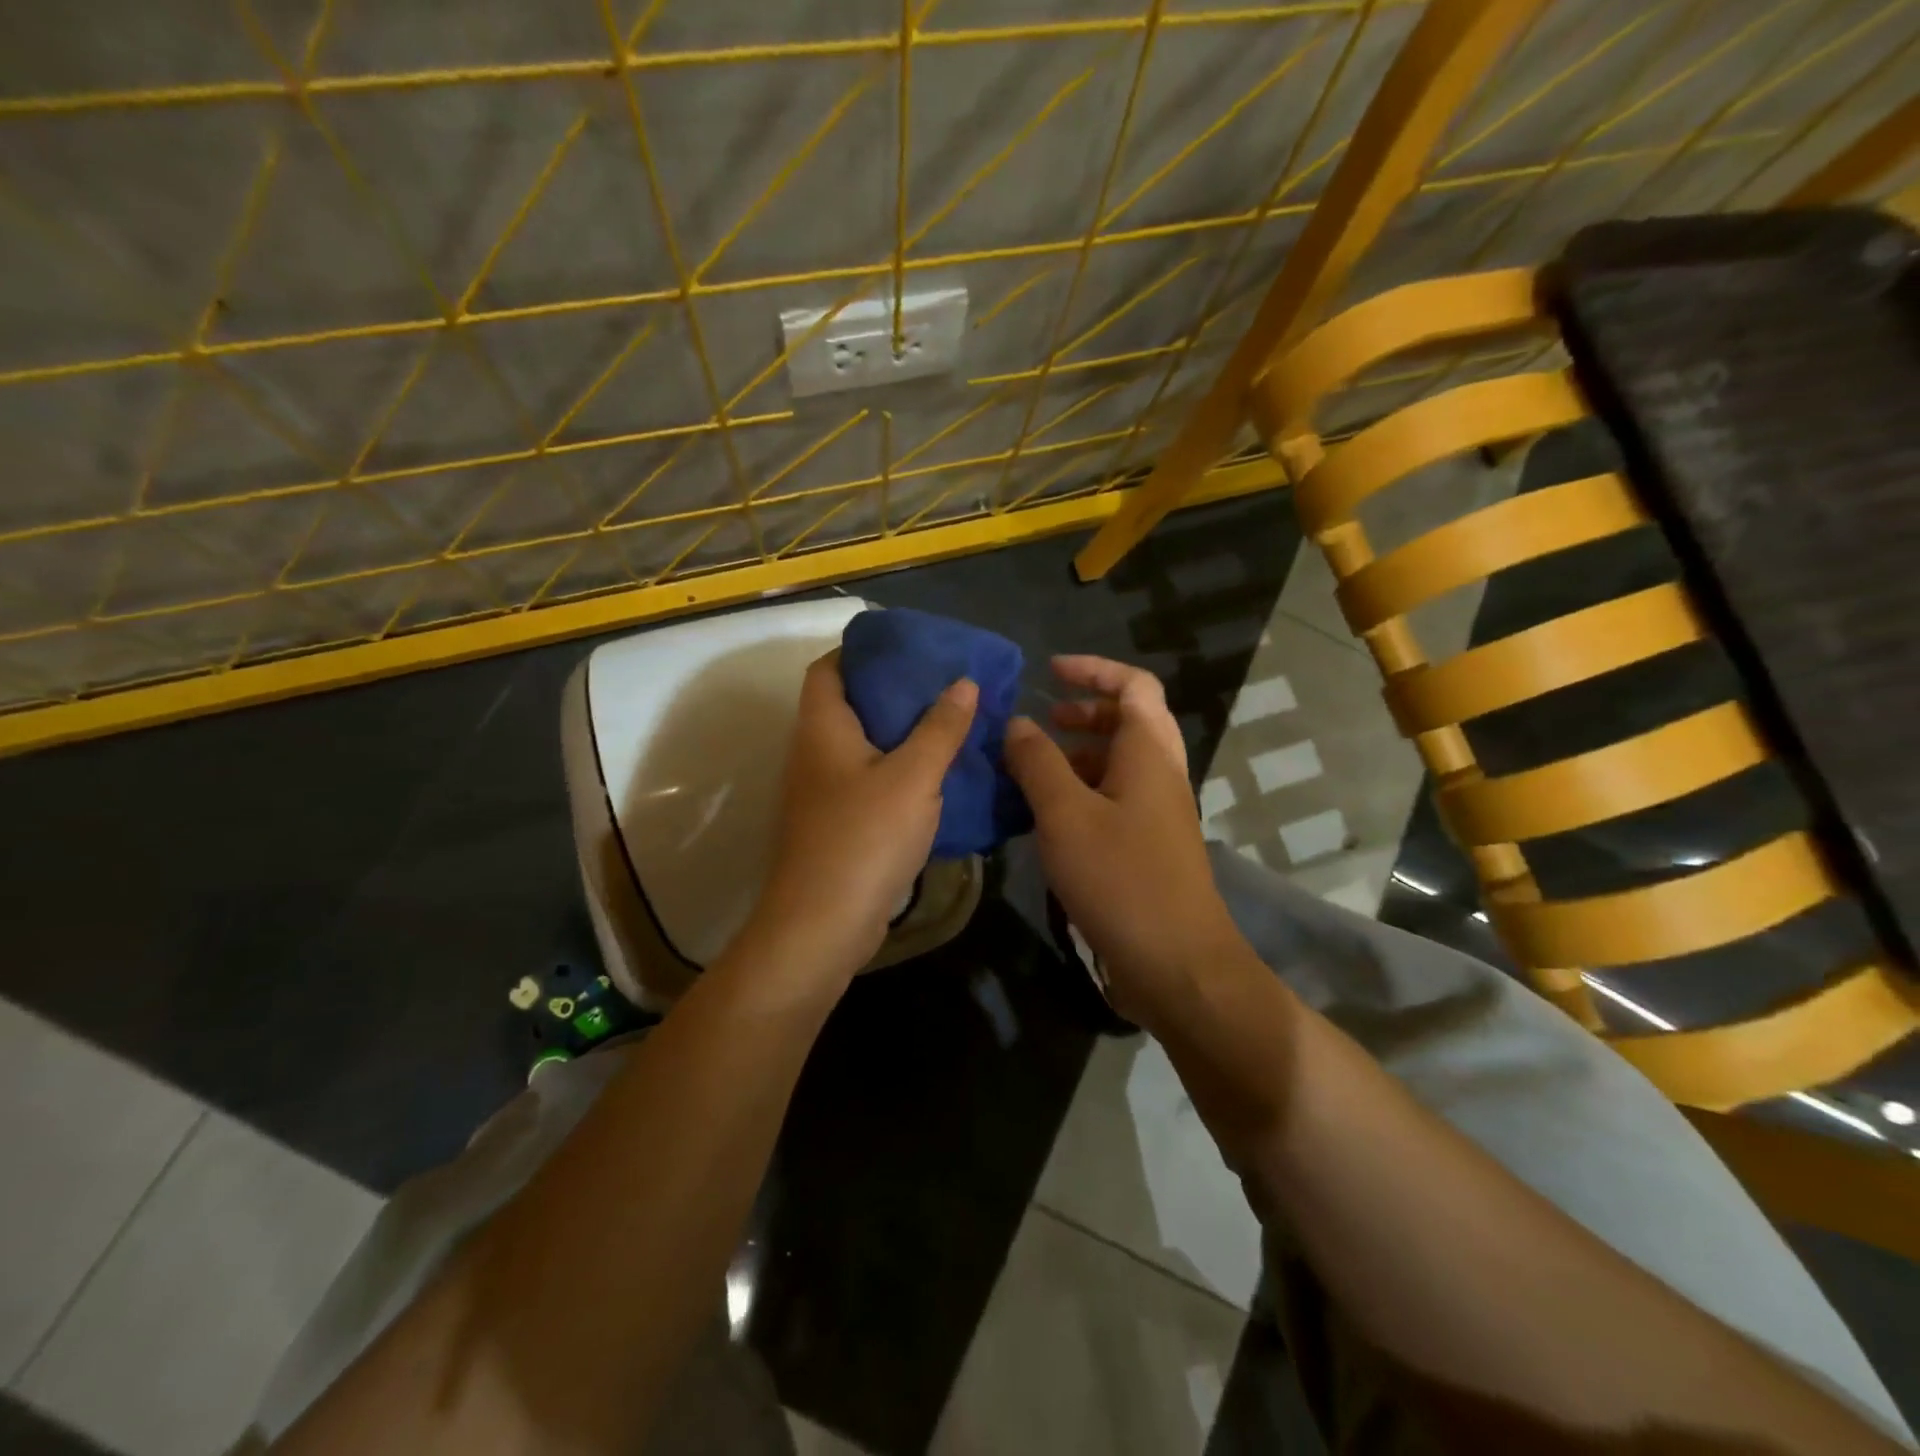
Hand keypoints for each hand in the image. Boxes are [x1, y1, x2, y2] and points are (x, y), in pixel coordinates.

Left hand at [742, 650, 976, 982]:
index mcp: (823, 727)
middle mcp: (814, 752)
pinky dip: (898, 770)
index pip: (828, 668)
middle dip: (894, 691)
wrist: (823, 925)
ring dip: (901, 733)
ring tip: (949, 723)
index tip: (908, 648)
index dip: (861, 651)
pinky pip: (869, 779)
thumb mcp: (913, 776)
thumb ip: (940, 727)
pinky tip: (937, 775)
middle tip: (943, 685)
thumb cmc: (864, 838)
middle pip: (849, 704)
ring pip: (862, 745)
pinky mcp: (836, 823)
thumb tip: (964, 682)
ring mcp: (822, 791)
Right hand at [1003, 656, 1242, 1023]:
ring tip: (1031, 769)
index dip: (1093, 670)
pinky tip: (1046, 817)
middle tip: (1040, 723)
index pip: (1133, 685)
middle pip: (1128, 721)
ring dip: (1077, 755)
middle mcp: (1159, 774)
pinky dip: (1081, 792)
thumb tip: (1018, 724)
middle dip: (1083, 713)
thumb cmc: (1121, 879)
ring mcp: (1158, 813)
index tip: (1049, 672)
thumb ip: (1037, 763)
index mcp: (1148, 753)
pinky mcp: (1148, 846)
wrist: (1176, 963)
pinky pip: (1114, 799)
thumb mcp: (1065, 815)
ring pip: (1118, 763)